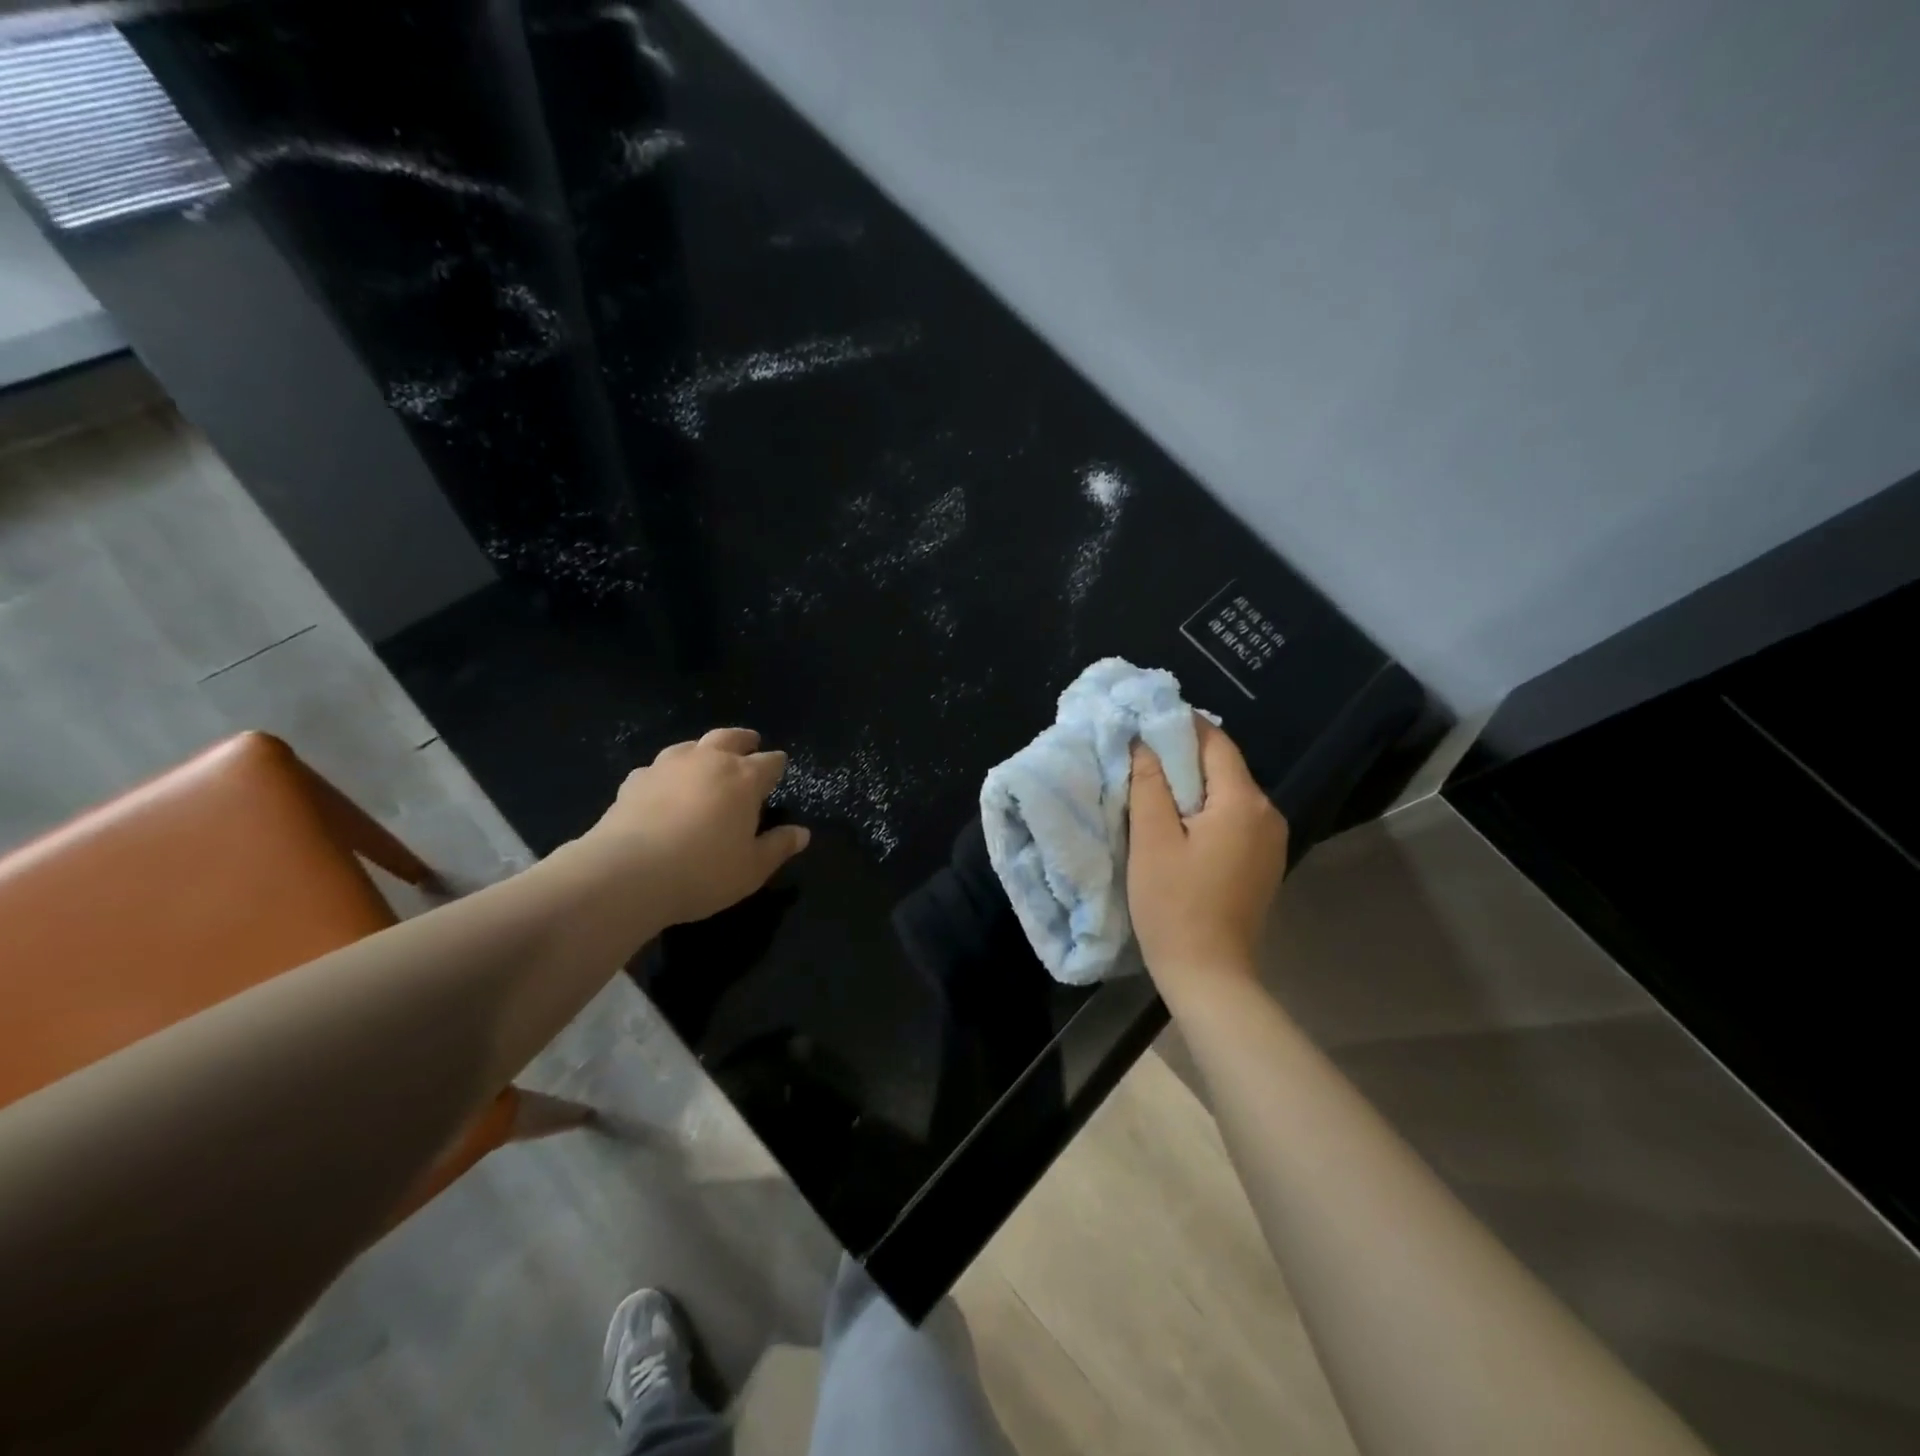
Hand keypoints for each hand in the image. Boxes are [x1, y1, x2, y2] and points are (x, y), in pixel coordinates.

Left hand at [577, 727, 810, 925]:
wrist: (627, 874)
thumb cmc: (703, 871)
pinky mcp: (635, 780)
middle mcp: (708, 761)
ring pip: (692, 745)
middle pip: (730, 737)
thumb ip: (778, 847)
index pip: (770, 762)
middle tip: (751, 744)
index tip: (780, 771)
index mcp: (744, 778)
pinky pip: (658, 768)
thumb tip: (802, 833)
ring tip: (707, 761)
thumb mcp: (752, 869)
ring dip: (705, 750)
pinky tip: (665, 788)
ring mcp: (668, 766)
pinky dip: (668, 773)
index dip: (777, 766)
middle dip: (744, 740)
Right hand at [1128, 719, 1288, 1001]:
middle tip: (1140, 754)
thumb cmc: (1173, 904)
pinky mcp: (1264, 862)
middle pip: (1224, 766)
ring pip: (1229, 793)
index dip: (1180, 725)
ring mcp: (1271, 840)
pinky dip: (1206, 810)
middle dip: (1184, 755)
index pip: (1215, 742)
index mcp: (1243, 802)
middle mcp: (1268, 813)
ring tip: (1153, 787)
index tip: (1145, 720)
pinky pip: (1234, 818)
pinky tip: (1178, 822)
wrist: (1209, 974)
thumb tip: (1144, 742)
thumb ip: (1149, 784)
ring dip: (1193, 785)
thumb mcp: (1152, 840)